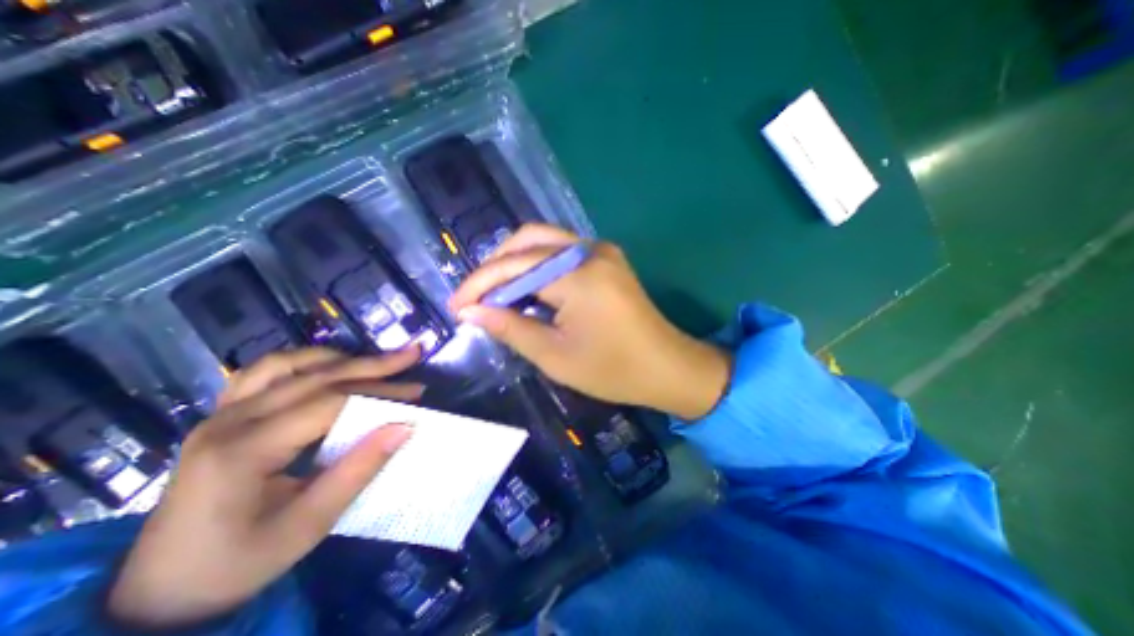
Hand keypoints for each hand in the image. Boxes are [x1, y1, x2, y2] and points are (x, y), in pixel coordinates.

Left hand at [106, 347, 418, 630]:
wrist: (158, 592)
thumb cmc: (237, 563)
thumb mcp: (308, 525)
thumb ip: (358, 470)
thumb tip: (404, 427)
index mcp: (244, 450)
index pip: (329, 403)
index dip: (379, 393)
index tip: (417, 394)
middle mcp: (229, 420)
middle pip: (315, 376)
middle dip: (371, 365)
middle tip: (411, 355)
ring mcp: (221, 413)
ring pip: (289, 364)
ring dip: (340, 358)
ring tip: (376, 361)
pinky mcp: (224, 415)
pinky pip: (266, 372)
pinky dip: (306, 362)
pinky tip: (329, 366)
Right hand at [448, 227, 729, 418]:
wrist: (667, 367)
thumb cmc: (614, 370)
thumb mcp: (555, 356)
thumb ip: (510, 328)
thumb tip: (471, 312)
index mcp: (578, 276)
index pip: (514, 267)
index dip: (479, 285)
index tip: (456, 306)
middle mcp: (590, 251)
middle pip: (527, 240)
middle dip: (494, 267)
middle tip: (475, 297)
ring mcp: (602, 250)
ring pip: (544, 240)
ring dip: (514, 261)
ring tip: (495, 292)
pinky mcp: (607, 258)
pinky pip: (562, 250)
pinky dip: (537, 264)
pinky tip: (525, 287)